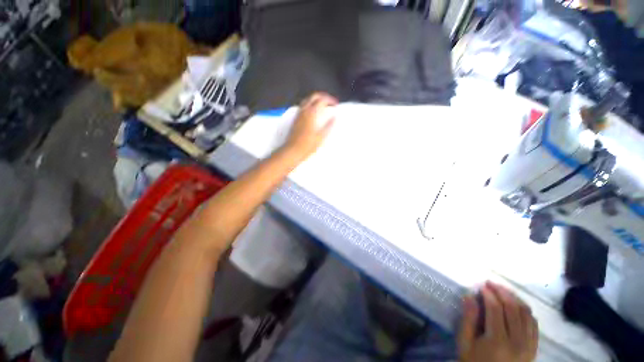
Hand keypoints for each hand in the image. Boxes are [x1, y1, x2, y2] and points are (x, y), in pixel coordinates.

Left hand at [284, 92, 337, 158]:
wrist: (293, 151)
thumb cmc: (307, 145)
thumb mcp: (321, 137)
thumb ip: (329, 126)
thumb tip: (334, 118)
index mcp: (311, 114)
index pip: (322, 100)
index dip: (330, 100)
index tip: (335, 104)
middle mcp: (304, 111)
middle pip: (313, 96)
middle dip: (323, 96)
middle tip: (329, 101)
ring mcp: (299, 114)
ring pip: (307, 100)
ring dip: (316, 99)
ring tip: (322, 105)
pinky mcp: (295, 119)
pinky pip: (303, 106)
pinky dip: (310, 104)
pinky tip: (313, 112)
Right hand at [458, 282, 538, 361]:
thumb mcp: (465, 343)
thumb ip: (468, 319)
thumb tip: (469, 296)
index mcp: (498, 341)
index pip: (496, 309)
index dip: (489, 294)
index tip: (481, 286)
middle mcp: (517, 342)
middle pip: (513, 309)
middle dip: (502, 292)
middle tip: (491, 284)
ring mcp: (529, 345)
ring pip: (526, 314)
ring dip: (515, 298)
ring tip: (502, 291)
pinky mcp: (534, 348)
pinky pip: (533, 323)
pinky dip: (526, 310)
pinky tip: (516, 306)